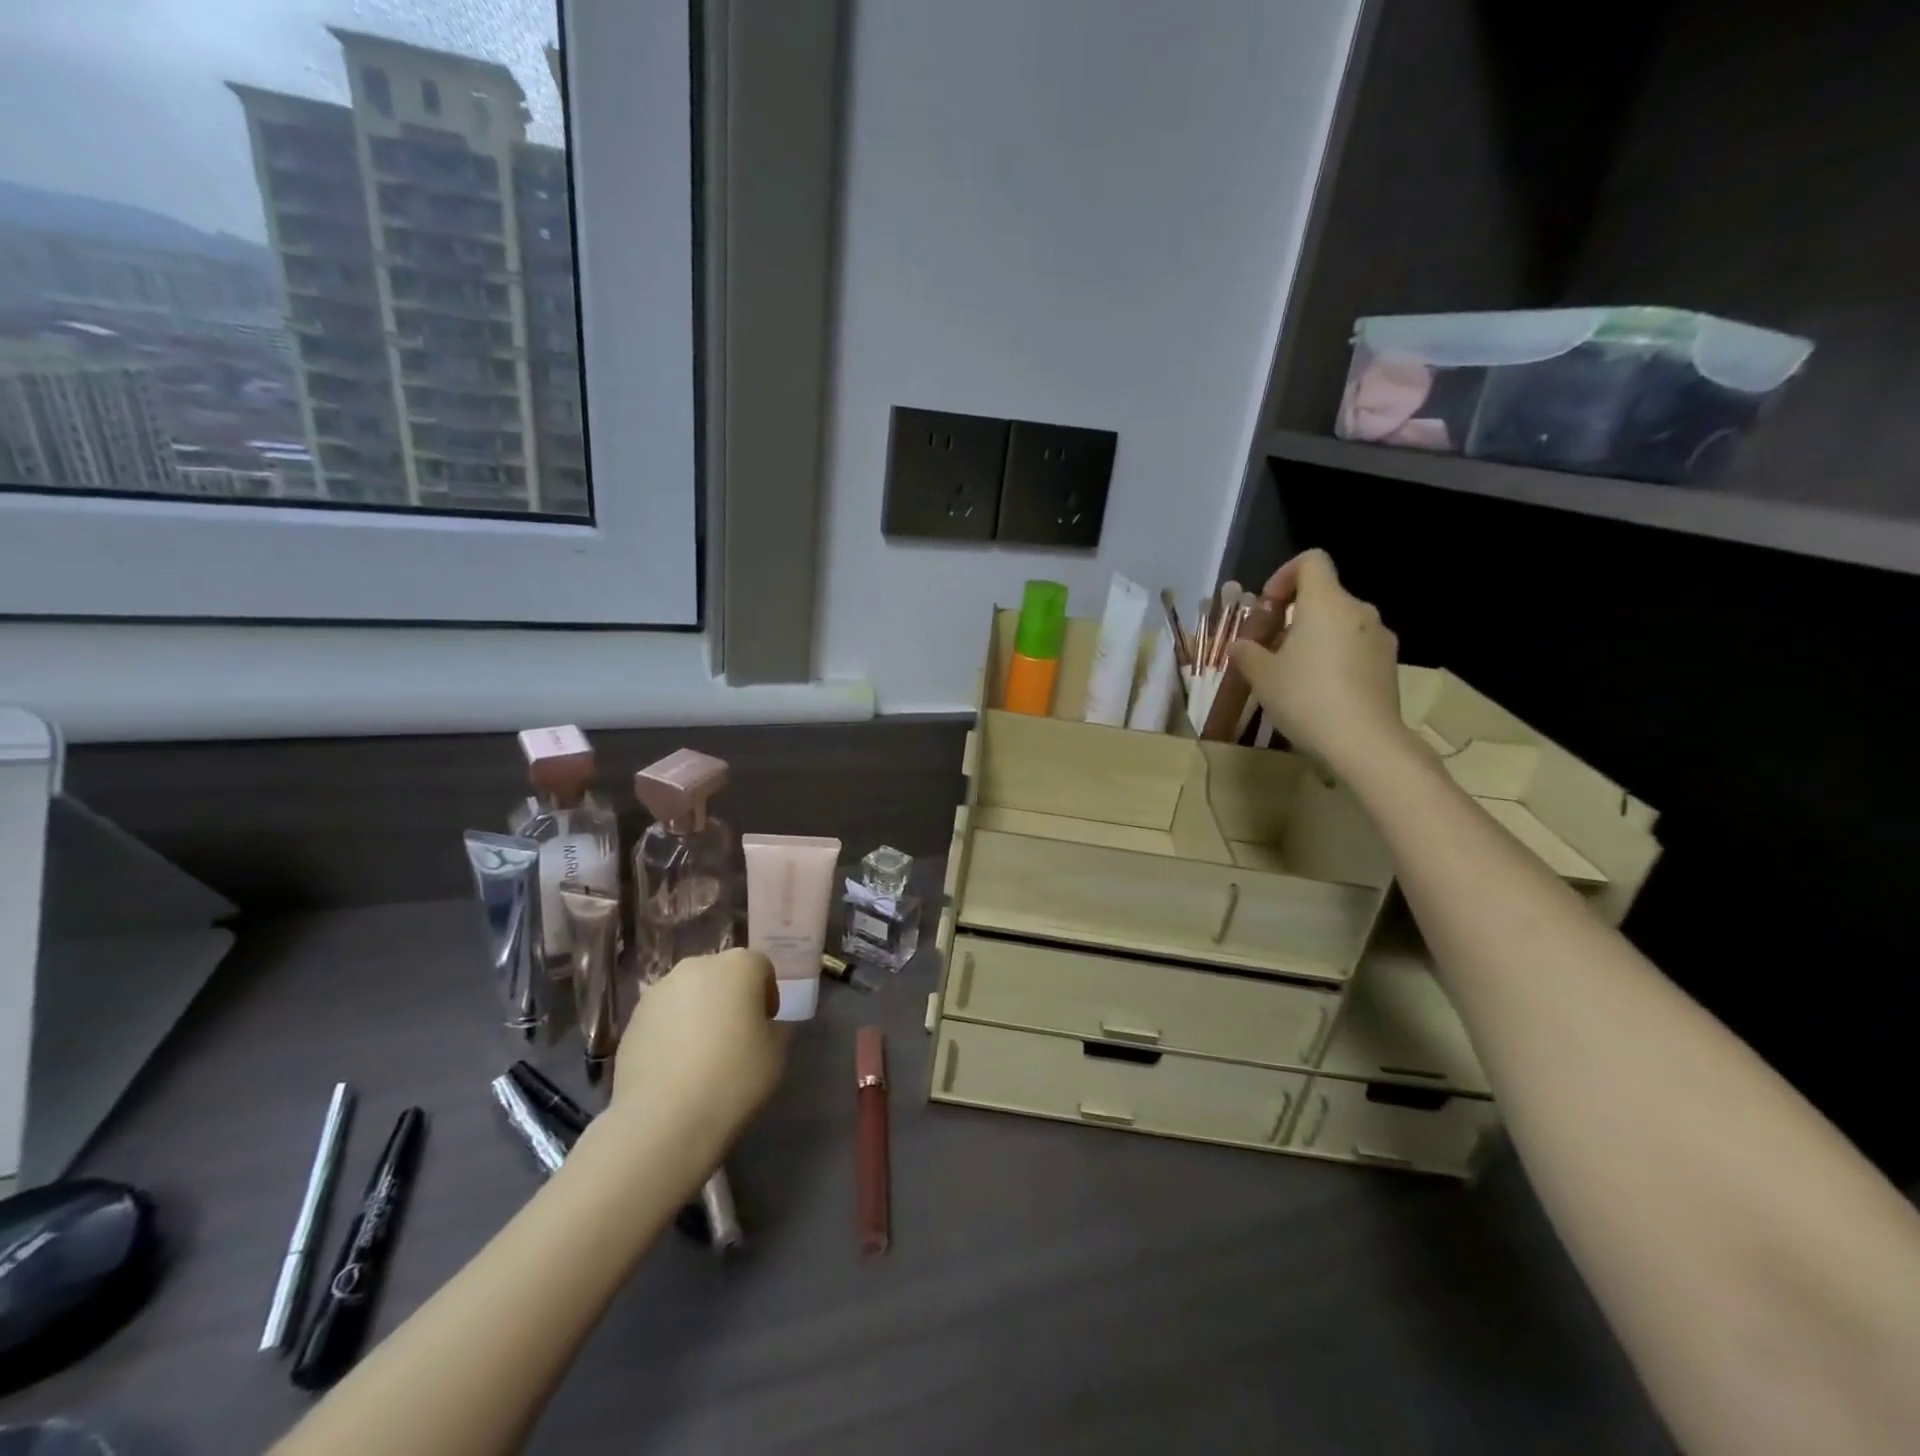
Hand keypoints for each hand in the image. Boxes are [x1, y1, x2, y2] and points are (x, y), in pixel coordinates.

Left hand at [610, 947, 786, 1155]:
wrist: (663, 1120)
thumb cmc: (733, 1078)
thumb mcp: (777, 1054)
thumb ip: (776, 1029)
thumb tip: (765, 1026)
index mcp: (739, 965)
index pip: (761, 967)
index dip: (767, 995)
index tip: (766, 1026)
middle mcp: (697, 966)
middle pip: (721, 974)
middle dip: (730, 998)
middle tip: (735, 1037)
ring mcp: (659, 991)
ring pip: (689, 994)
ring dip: (699, 1012)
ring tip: (701, 1055)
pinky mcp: (632, 1019)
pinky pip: (664, 1017)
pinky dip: (672, 1031)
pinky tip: (675, 1067)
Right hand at [1228, 549, 1409, 776]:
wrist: (1364, 741)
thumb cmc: (1305, 697)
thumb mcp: (1261, 676)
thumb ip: (1246, 653)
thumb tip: (1239, 645)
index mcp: (1326, 602)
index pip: (1310, 561)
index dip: (1284, 575)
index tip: (1267, 608)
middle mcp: (1358, 611)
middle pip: (1324, 596)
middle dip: (1294, 616)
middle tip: (1270, 648)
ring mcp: (1379, 638)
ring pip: (1340, 624)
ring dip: (1315, 639)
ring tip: (1293, 674)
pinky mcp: (1389, 666)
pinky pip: (1355, 648)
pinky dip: (1335, 658)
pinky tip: (1319, 692)